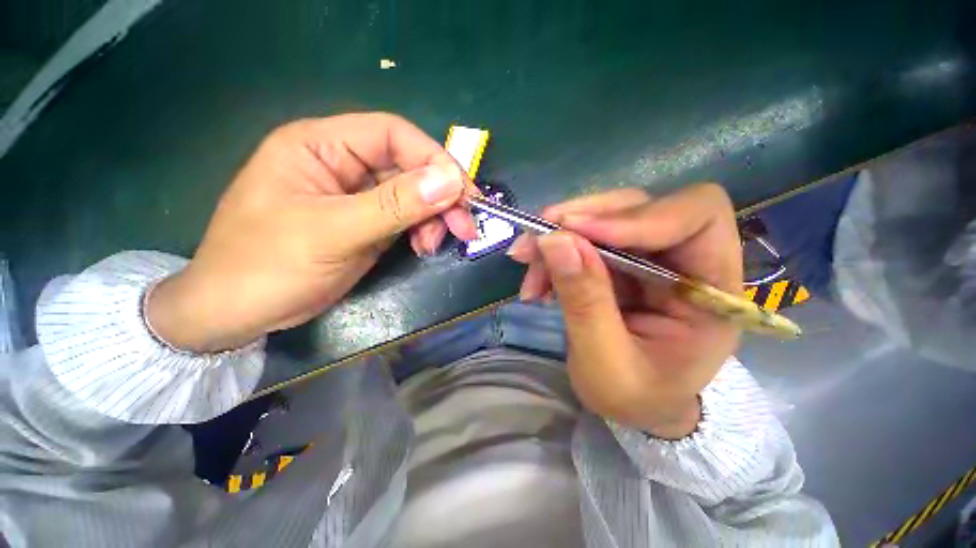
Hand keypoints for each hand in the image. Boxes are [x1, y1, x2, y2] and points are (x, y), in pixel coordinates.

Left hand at [147, 113, 476, 351]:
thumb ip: (394, 205)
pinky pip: (405, 217)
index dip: (434, 159)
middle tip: (464, 226)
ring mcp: (356, 196)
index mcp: (321, 146)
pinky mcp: (366, 222)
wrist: (236, 312)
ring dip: (432, 218)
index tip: (464, 193)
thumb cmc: (267, 266)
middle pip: (408, 166)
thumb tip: (450, 181)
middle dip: (440, 196)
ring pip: (412, 194)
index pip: (393, 134)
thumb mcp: (334, 232)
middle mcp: (341, 164)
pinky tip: (423, 247)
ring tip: (432, 245)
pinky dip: (421, 230)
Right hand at [507, 185, 742, 438]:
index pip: (696, 215)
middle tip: (532, 244)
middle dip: (578, 222)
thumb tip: (554, 241)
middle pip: (637, 207)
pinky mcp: (620, 262)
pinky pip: (583, 240)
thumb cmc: (636, 397)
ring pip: (603, 218)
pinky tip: (537, 279)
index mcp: (712, 290)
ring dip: (558, 238)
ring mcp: (649, 257)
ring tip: (527, 265)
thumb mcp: (606, 362)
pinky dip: (555, 252)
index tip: (574, 231)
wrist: (638, 406)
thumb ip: (585, 302)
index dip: (636, 215)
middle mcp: (685, 260)